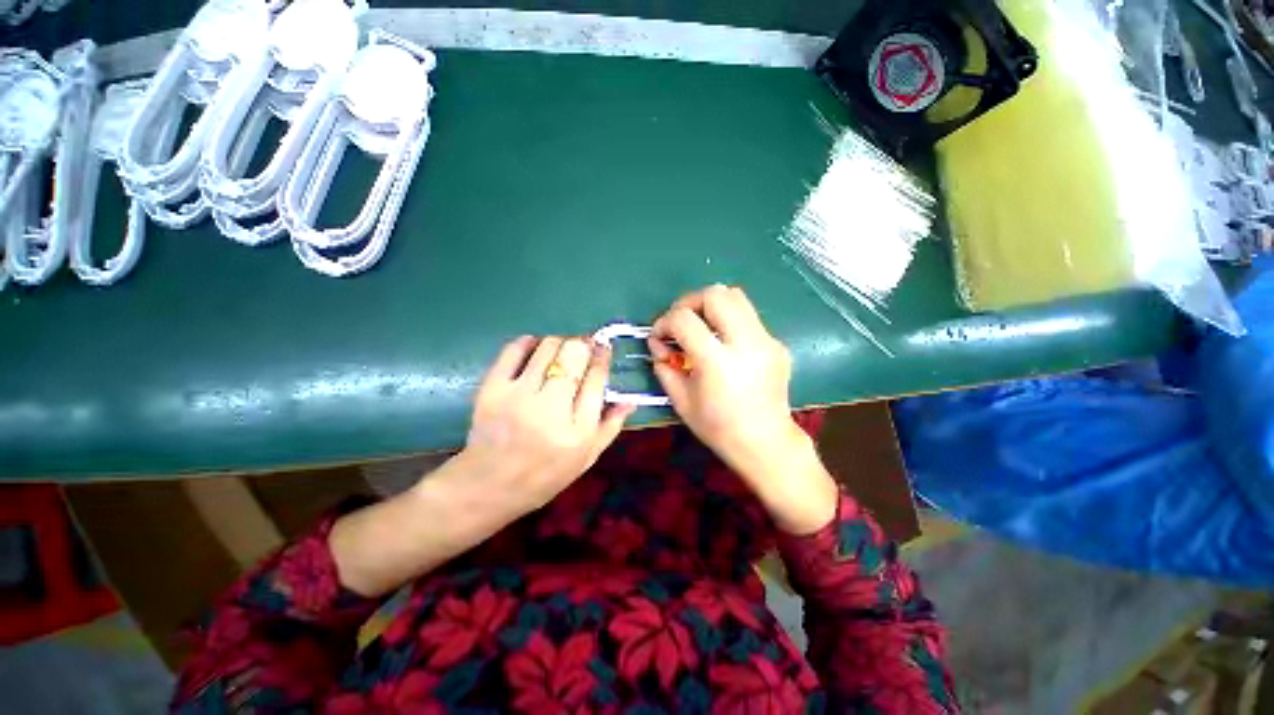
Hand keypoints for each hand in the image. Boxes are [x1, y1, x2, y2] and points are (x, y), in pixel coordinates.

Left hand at [461, 335, 634, 515]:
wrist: (489, 485)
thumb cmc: (545, 474)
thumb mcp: (587, 458)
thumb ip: (611, 426)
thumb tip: (630, 399)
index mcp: (578, 430)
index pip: (596, 378)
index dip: (602, 356)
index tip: (603, 347)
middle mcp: (550, 409)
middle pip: (574, 355)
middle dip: (583, 344)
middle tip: (584, 346)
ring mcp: (518, 397)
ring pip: (548, 347)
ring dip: (560, 342)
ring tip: (561, 351)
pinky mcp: (492, 389)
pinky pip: (513, 350)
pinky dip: (528, 342)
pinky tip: (535, 348)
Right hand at [649, 285, 836, 532]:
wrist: (765, 443)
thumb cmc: (718, 428)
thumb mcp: (681, 401)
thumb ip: (664, 367)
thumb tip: (659, 346)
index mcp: (718, 362)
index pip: (684, 319)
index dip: (664, 322)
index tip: (660, 337)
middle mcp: (746, 343)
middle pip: (715, 294)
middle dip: (689, 302)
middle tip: (680, 321)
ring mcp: (766, 341)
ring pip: (737, 297)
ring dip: (711, 305)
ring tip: (701, 326)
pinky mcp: (777, 344)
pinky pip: (749, 318)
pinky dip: (729, 321)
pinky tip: (724, 344)